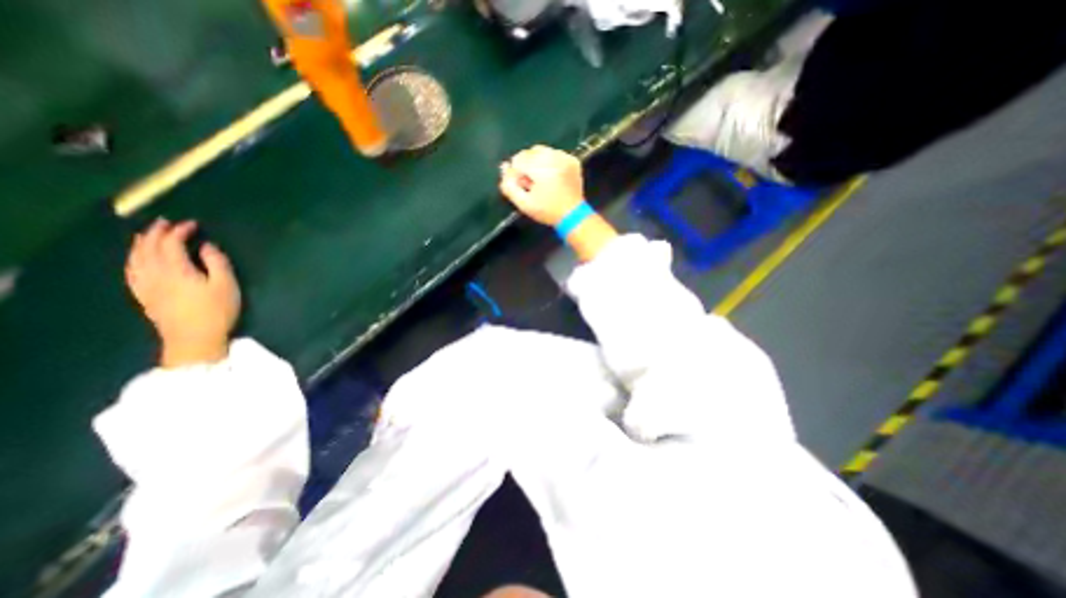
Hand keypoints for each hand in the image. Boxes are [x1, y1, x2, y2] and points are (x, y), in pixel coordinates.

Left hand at [125, 219, 240, 368]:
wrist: (194, 339)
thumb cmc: (216, 311)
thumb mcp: (226, 286)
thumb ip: (217, 263)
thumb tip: (207, 246)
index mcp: (176, 269)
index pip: (171, 243)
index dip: (180, 230)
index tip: (193, 224)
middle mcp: (154, 273)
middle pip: (148, 247)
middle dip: (156, 233)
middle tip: (166, 223)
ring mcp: (145, 285)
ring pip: (135, 258)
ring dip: (141, 243)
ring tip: (147, 235)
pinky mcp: (144, 295)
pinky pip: (131, 271)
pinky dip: (133, 259)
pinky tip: (136, 258)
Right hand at [498, 146, 582, 227]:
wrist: (573, 215)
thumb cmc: (547, 211)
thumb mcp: (524, 204)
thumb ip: (509, 186)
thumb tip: (504, 167)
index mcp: (542, 168)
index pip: (518, 160)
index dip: (516, 174)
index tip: (523, 186)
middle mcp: (554, 158)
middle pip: (529, 152)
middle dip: (526, 166)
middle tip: (531, 184)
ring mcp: (565, 157)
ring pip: (542, 150)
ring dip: (537, 162)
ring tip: (541, 180)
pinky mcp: (572, 160)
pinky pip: (554, 153)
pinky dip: (550, 162)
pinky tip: (552, 177)